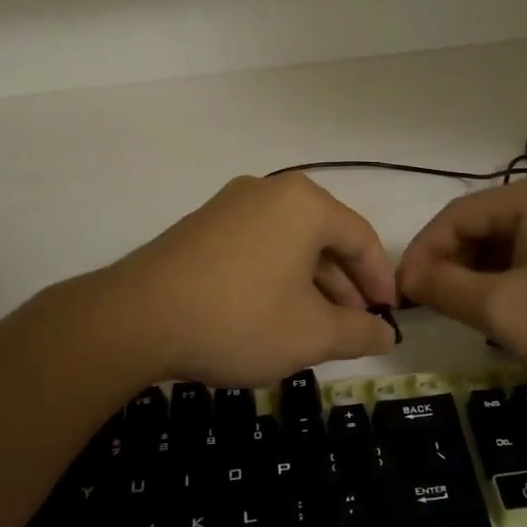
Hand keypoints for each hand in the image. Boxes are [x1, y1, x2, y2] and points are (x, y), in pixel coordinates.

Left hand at [104, 174, 398, 386]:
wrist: (137, 319)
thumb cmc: (241, 319)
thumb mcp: (311, 334)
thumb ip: (359, 332)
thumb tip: (387, 334)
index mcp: (305, 204)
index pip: (361, 238)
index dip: (381, 281)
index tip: (389, 317)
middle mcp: (269, 192)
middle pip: (324, 238)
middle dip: (344, 286)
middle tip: (354, 327)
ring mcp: (229, 206)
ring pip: (289, 245)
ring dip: (311, 285)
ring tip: (316, 329)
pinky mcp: (201, 227)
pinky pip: (257, 248)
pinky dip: (276, 279)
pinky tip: (274, 316)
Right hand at [396, 174, 526, 394]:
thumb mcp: (501, 309)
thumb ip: (444, 287)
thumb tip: (409, 277)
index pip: (456, 215)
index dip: (423, 254)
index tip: (404, 294)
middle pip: (486, 226)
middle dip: (454, 266)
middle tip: (436, 307)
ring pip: (514, 243)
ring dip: (484, 276)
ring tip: (473, 315)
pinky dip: (517, 280)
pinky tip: (516, 314)